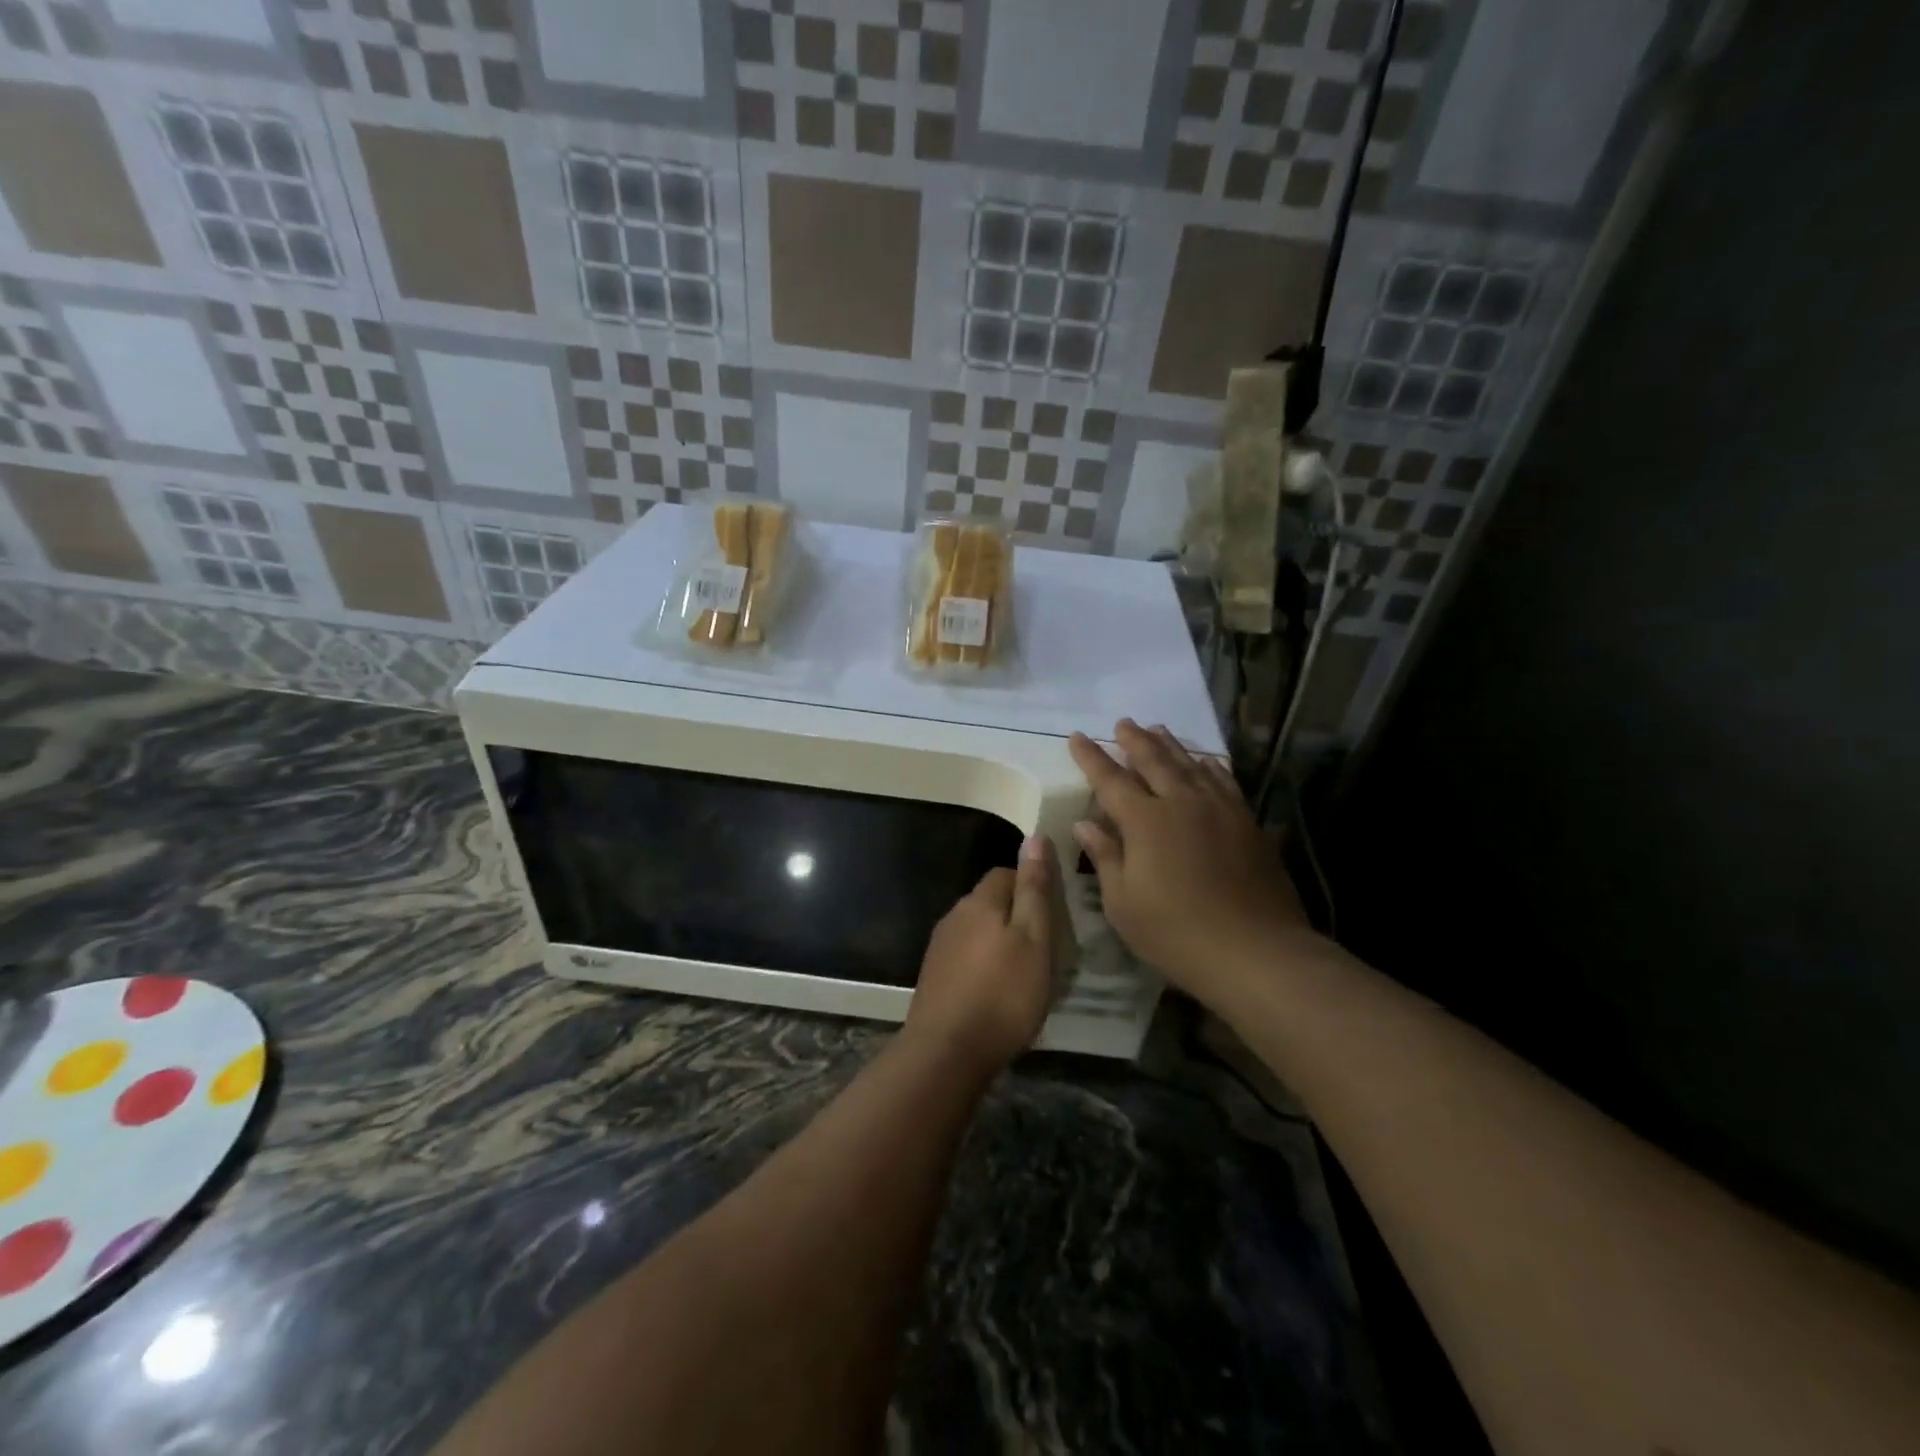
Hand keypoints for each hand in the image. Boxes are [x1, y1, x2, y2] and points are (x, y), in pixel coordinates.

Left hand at [904, 836, 1057, 1076]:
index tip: (1053, 913)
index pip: (1006, 873)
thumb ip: (1034, 890)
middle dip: (1016, 915)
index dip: (1031, 886)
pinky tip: (996, 991)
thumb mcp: (1034, 939)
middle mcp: (954, 915)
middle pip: (990, 901)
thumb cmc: (1003, 994)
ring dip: (999, 942)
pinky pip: (965, 956)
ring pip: (977, 930)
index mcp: (980, 901)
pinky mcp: (934, 976)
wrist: (947, 1051)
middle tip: (1045, 946)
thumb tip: (1035, 837)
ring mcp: (940, 947)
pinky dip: (983, 965)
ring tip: (1024, 972)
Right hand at [1069, 720, 1312, 1008]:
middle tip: (1122, 723)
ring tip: (1157, 729)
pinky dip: (1209, 765)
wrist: (1255, 951)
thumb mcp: (1123, 904)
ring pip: (1190, 764)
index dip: (1091, 757)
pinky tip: (1205, 762)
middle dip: (1134, 740)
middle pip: (1154, 760)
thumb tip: (1084, 825)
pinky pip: (1223, 781)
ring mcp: (1219, 809)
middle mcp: (1181, 803)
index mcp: (1145, 821)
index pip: (1110, 779)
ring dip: (1170, 745)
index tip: (1078, 736)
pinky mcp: (1247, 822)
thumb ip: (1105, 857)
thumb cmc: (1176, 933)